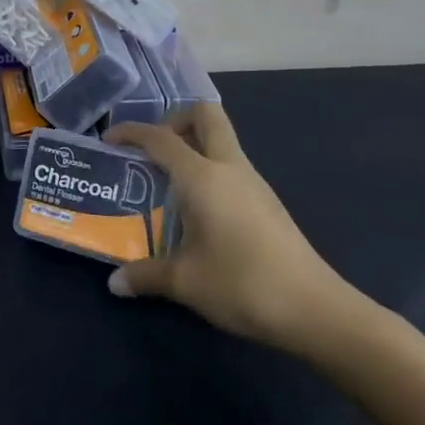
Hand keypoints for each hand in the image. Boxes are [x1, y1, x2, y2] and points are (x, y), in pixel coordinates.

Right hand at [104, 104, 359, 354]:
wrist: (315, 310)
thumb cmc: (242, 284)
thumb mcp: (185, 283)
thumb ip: (146, 275)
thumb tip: (115, 283)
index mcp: (202, 176)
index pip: (160, 138)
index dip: (131, 132)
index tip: (109, 140)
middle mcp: (228, 167)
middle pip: (205, 115)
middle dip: (175, 119)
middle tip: (153, 149)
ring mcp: (253, 182)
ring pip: (221, 140)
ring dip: (193, 146)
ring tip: (167, 181)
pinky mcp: (267, 202)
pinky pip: (230, 166)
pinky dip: (208, 170)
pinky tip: (197, 208)